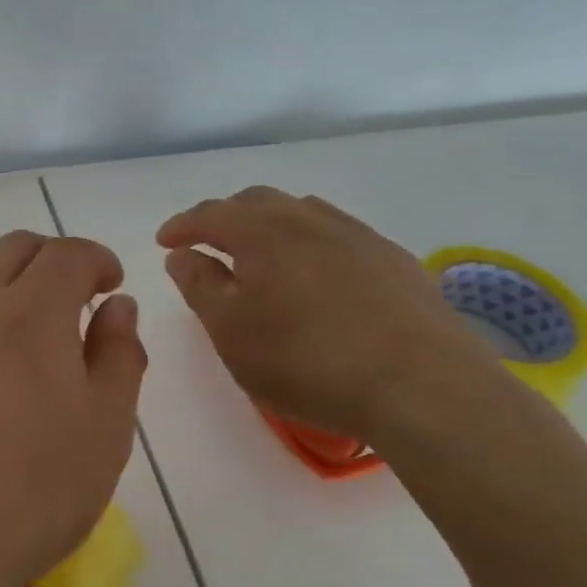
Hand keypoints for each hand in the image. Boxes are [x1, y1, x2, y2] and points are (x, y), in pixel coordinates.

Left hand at [0, 231, 147, 586]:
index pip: (68, 253)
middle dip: (53, 260)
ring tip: (22, 331)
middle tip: (72, 302)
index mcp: (32, 315)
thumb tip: (118, 305)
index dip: (97, 260)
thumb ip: (119, 355)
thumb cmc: (33, 496)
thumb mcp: (106, 431)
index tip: (109, 286)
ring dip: (7, 282)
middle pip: (16, 248)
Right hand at [156, 187, 485, 440]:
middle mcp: (308, 219)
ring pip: (301, 212)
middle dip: (226, 218)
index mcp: (262, 232)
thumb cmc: (306, 360)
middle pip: (257, 202)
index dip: (182, 225)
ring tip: (262, 254)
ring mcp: (357, 235)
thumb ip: (200, 286)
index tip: (165, 241)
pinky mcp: (394, 259)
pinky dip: (311, 242)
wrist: (420, 384)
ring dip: (271, 225)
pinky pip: (338, 234)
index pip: (211, 214)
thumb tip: (182, 254)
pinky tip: (319, 275)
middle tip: (210, 244)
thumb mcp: (232, 332)